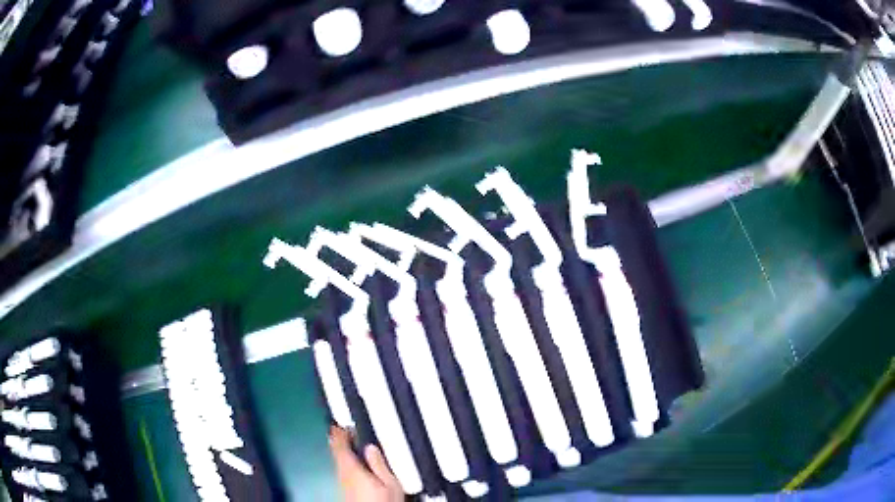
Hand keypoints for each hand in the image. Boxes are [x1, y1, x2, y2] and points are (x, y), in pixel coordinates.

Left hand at [329, 426, 403, 501]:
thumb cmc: (383, 501)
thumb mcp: (390, 483)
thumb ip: (379, 463)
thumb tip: (371, 446)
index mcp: (351, 468)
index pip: (339, 445)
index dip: (339, 433)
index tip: (340, 423)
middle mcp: (342, 474)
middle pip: (336, 453)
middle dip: (339, 441)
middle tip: (342, 430)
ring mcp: (342, 483)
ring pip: (338, 462)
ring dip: (342, 452)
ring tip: (348, 444)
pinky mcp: (345, 491)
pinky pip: (342, 471)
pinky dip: (345, 463)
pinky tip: (353, 465)